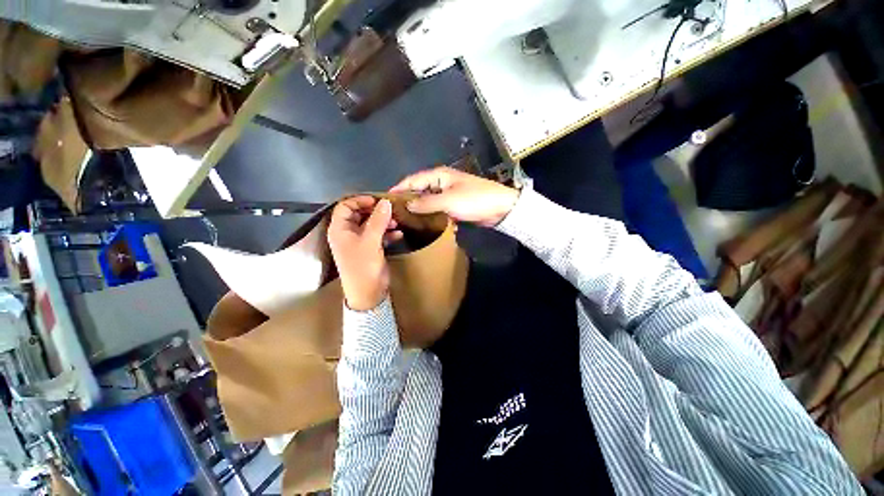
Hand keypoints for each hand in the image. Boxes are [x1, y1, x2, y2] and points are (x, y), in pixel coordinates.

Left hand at [328, 196, 402, 310]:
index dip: (360, 201)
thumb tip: (385, 202)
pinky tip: (399, 234)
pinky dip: (388, 233)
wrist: (368, 293)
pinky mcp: (370, 249)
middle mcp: (348, 234)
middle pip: (360, 215)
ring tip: (397, 222)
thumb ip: (378, 220)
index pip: (345, 206)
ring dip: (384, 222)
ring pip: (371, 225)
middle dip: (375, 212)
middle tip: (391, 210)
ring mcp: (360, 242)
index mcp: (340, 229)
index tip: (377, 201)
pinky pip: (378, 235)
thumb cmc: (363, 266)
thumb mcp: (370, 241)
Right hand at [390, 167, 519, 226]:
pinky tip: (424, 225)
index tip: (386, 201)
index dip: (399, 189)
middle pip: (419, 191)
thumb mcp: (449, 201)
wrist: (500, 208)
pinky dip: (431, 215)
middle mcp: (441, 183)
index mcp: (439, 176)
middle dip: (407, 201)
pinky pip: (437, 209)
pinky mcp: (454, 206)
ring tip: (405, 222)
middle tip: (394, 215)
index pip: (413, 180)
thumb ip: (427, 203)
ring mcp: (448, 195)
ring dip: (419, 210)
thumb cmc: (475, 200)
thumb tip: (407, 205)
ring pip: (428, 202)